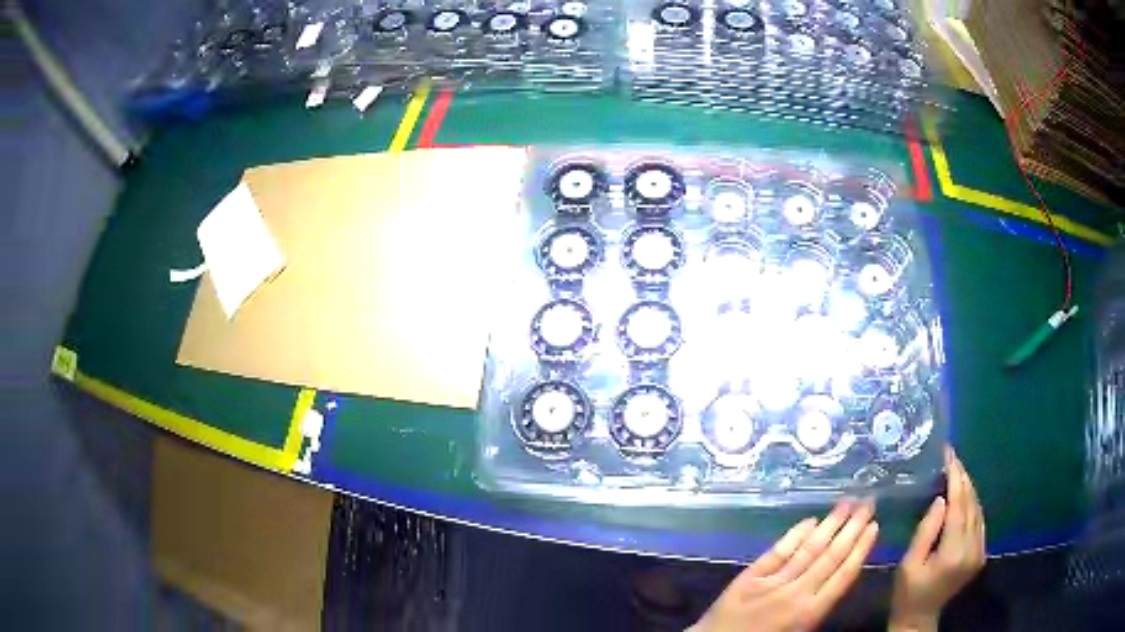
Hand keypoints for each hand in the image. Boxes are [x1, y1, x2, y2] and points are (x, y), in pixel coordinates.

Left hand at [691, 499, 878, 631]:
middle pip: (831, 556)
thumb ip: (818, 607)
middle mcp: (795, 593)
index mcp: (810, 612)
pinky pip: (777, 551)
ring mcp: (772, 582)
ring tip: (847, 503)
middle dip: (852, 527)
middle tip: (868, 502)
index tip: (875, 526)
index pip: (844, 575)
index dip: (861, 549)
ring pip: (808, 549)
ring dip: (830, 524)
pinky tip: (810, 520)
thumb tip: (839, 576)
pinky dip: (795, 535)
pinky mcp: (749, 576)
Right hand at [889, 447, 985, 631]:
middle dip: (962, 478)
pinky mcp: (981, 553)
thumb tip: (941, 498)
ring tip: (956, 469)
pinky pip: (979, 520)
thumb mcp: (908, 563)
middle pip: (971, 504)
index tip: (948, 454)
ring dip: (968, 488)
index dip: (955, 477)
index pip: (959, 506)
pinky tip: (963, 494)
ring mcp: (980, 551)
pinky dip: (972, 503)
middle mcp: (973, 548)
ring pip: (978, 509)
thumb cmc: (907, 592)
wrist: (920, 617)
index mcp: (954, 552)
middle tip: (951, 456)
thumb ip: (926, 530)